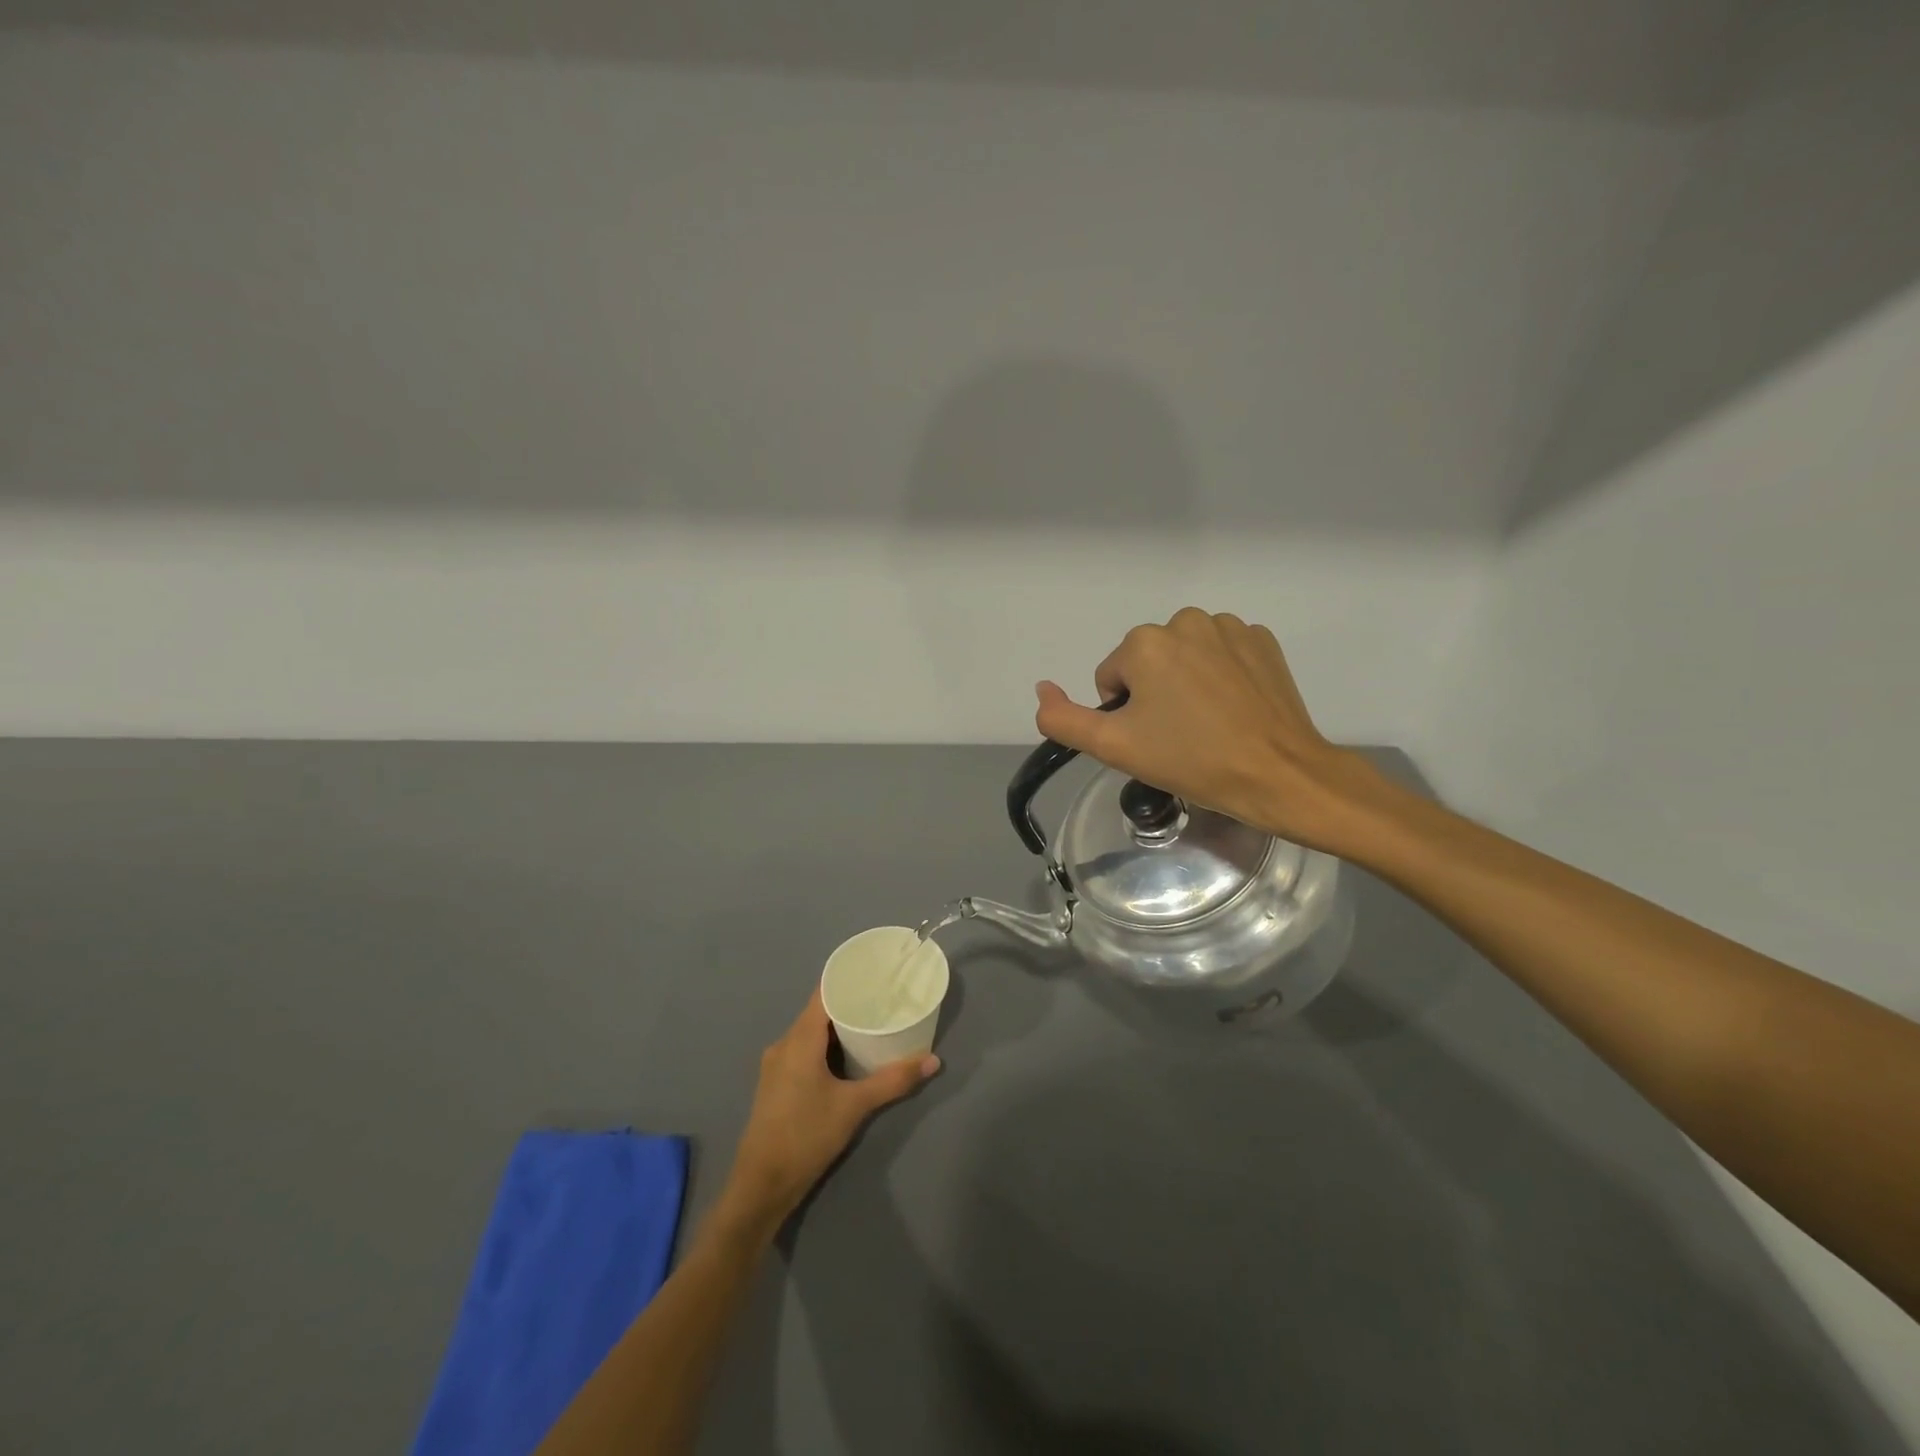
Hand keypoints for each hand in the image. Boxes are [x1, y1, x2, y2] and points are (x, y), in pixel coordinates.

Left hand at [719, 989, 939, 1232]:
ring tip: (871, 1023)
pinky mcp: (776, 1084)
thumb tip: (933, 1061)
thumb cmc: (806, 1136)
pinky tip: (846, 1056)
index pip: (824, 993)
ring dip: (838, 1028)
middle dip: (849, 1004)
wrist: (761, 1185)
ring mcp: (776, 1065)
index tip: (876, 972)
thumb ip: (893, 1081)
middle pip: (818, 1012)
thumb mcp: (855, 1107)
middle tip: (883, 999)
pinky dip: (825, 1046)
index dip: (848, 980)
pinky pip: (803, 1050)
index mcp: (799, 1039)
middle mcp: (784, 1044)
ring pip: (810, 1033)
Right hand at [1034, 608, 1398, 854]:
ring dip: (1187, 682)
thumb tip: (1041, 689)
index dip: (1126, 714)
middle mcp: (1185, 620)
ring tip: (1210, 723)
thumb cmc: (1191, 761)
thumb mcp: (1113, 747)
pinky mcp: (1263, 640)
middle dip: (1155, 694)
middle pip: (1148, 662)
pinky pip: (1223, 654)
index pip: (1112, 678)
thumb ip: (1063, 719)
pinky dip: (1222, 675)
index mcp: (1145, 642)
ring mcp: (1230, 627)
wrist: (1279, 774)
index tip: (1154, 740)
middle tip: (1180, 736)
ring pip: (1185, 656)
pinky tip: (1236, 708)